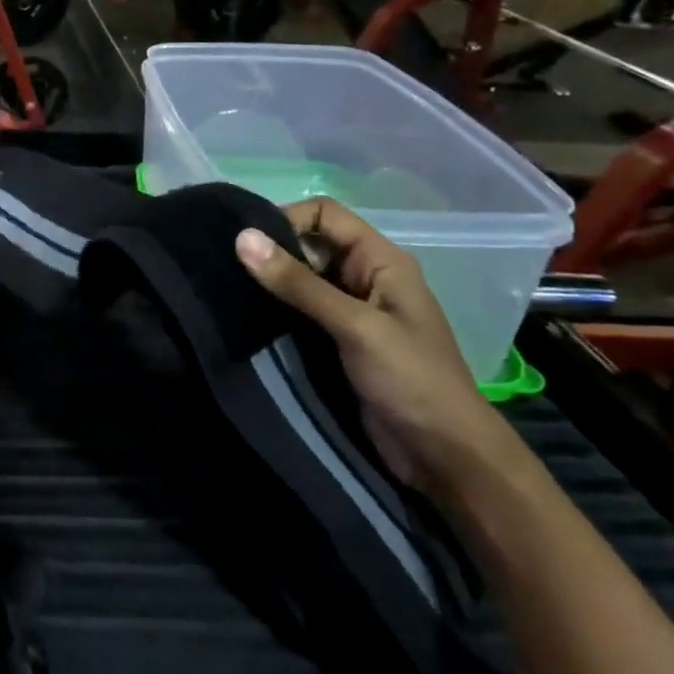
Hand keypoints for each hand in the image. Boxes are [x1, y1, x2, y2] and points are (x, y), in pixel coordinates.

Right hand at [234, 199, 515, 498]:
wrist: (446, 459)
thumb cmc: (412, 380)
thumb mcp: (355, 326)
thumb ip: (298, 284)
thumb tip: (242, 236)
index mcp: (381, 260)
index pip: (325, 214)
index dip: (287, 219)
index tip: (249, 244)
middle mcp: (364, 276)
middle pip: (308, 243)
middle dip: (271, 251)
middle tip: (227, 266)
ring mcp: (350, 310)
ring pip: (299, 278)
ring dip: (269, 282)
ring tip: (229, 290)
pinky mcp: (336, 339)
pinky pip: (298, 310)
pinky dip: (274, 309)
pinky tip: (246, 316)